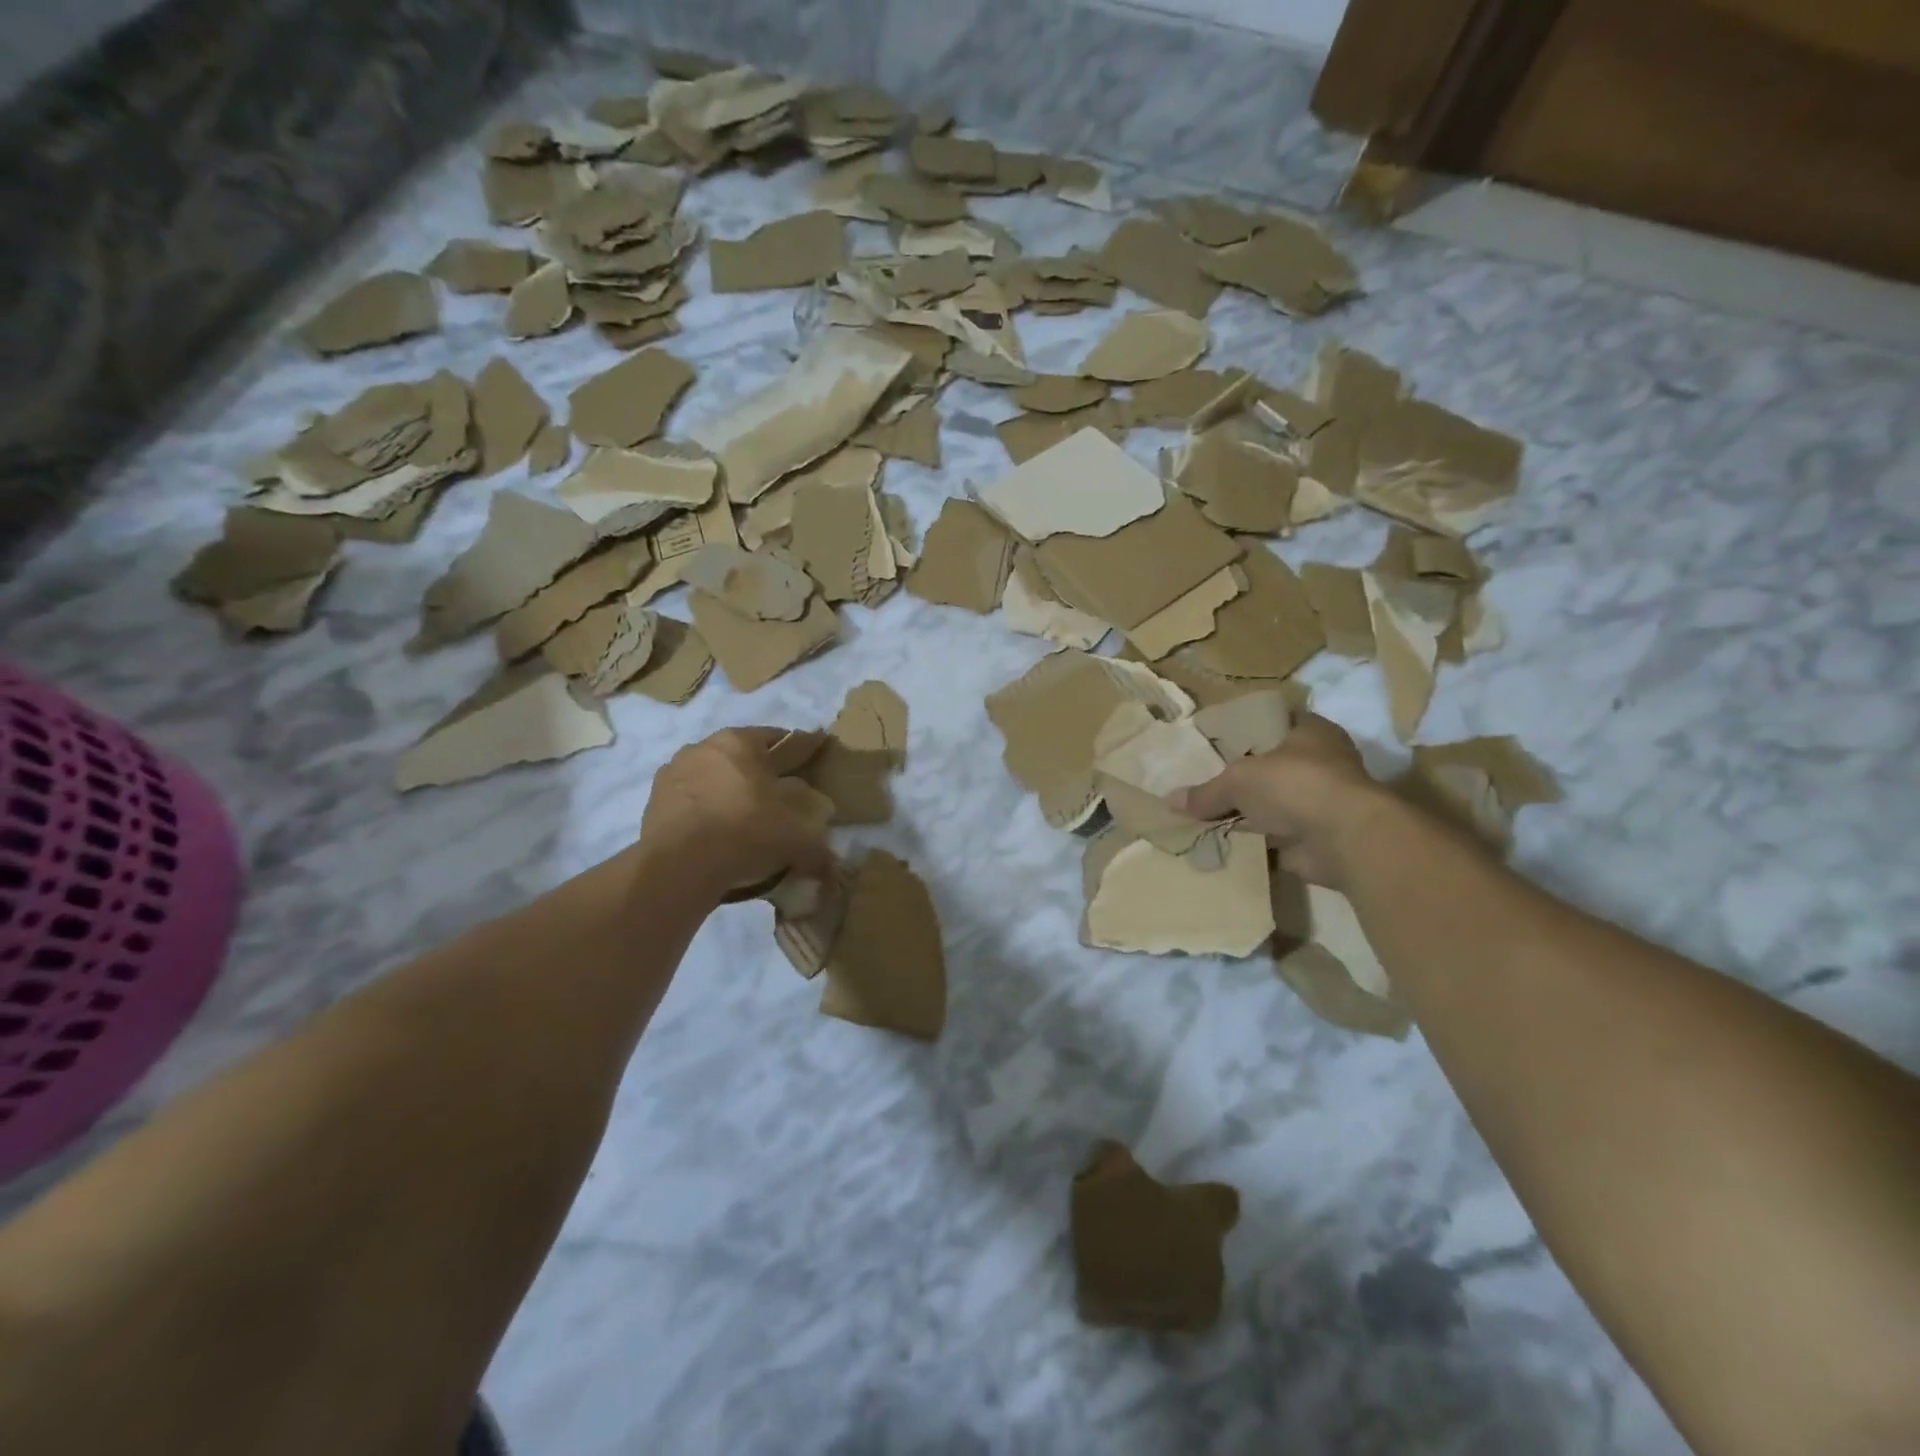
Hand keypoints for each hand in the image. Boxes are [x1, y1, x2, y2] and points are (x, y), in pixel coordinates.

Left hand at [640, 727, 833, 899]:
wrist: (680, 866)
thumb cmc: (746, 830)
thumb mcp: (798, 829)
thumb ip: (817, 830)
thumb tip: (827, 843)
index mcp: (739, 741)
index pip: (780, 738)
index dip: (801, 751)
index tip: (812, 765)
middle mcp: (703, 747)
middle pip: (743, 759)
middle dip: (761, 776)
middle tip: (780, 801)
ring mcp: (673, 774)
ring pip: (714, 781)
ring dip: (730, 795)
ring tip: (746, 824)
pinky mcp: (654, 804)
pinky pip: (692, 806)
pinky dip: (706, 816)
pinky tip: (718, 839)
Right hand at [1169, 715, 1391, 889]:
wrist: (1344, 838)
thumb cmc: (1295, 785)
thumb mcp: (1238, 780)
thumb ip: (1205, 792)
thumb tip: (1170, 801)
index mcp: (1311, 732)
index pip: (1275, 723)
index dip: (1246, 731)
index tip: (1216, 743)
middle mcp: (1321, 763)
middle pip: (1272, 767)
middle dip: (1243, 778)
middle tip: (1205, 783)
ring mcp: (1322, 802)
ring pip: (1274, 804)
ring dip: (1250, 814)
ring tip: (1207, 817)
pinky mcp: (1318, 836)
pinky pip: (1276, 837)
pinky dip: (1256, 843)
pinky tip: (1224, 845)